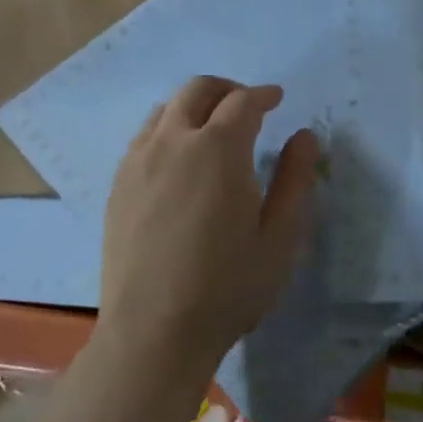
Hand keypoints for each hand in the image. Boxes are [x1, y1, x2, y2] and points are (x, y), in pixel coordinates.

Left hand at [98, 75, 319, 365]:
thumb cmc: (229, 286)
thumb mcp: (279, 237)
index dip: (264, 95)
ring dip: (194, 106)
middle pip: (197, 90)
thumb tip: (304, 137)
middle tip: (248, 106)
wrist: (154, 332)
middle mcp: (173, 143)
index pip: (243, 102)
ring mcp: (138, 162)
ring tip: (213, 128)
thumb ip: (294, 179)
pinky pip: (143, 137)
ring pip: (165, 109)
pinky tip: (179, 159)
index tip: (277, 99)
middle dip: (227, 89)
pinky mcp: (118, 185)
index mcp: (218, 150)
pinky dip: (168, 129)